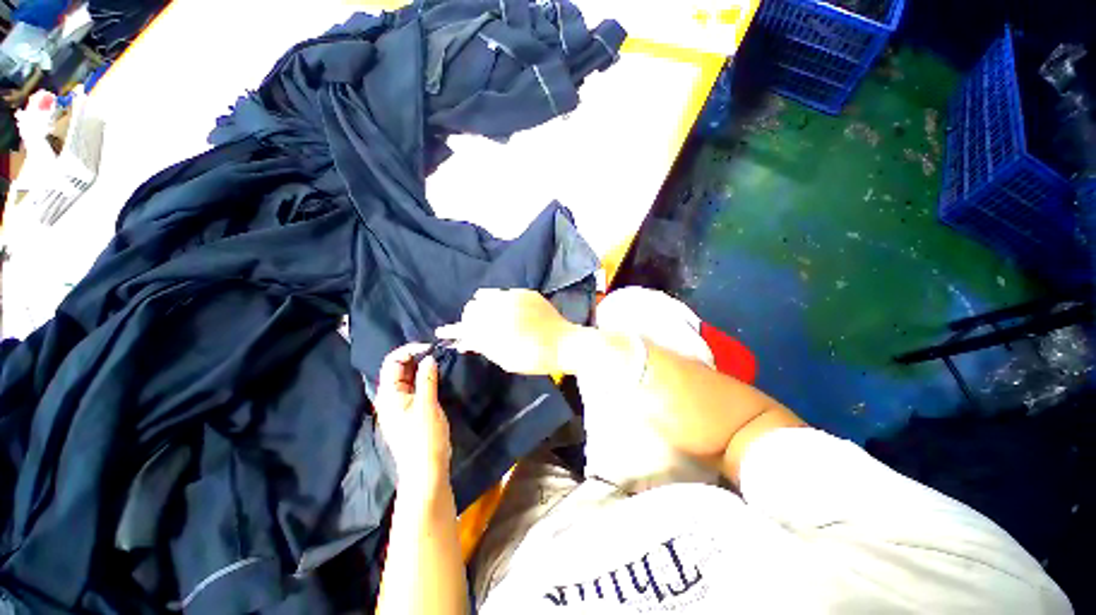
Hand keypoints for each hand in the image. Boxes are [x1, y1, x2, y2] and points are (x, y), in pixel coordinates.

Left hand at [374, 344, 451, 495]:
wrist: (426, 469)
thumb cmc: (424, 437)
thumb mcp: (427, 405)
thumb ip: (427, 379)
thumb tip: (429, 357)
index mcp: (389, 394)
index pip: (392, 362)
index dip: (409, 350)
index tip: (431, 347)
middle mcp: (391, 397)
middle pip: (399, 369)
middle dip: (416, 357)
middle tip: (438, 352)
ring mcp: (401, 405)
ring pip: (408, 378)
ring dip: (422, 367)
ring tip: (440, 361)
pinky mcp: (412, 411)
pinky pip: (416, 388)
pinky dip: (425, 378)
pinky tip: (438, 376)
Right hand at [435, 288, 580, 374]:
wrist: (566, 343)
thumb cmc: (537, 358)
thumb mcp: (508, 359)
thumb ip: (485, 347)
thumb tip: (464, 342)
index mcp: (498, 329)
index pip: (467, 327)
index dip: (455, 331)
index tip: (444, 332)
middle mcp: (504, 308)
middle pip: (472, 309)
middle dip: (469, 320)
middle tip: (473, 330)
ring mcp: (516, 297)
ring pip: (484, 296)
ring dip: (480, 307)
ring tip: (486, 318)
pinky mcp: (526, 293)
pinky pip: (502, 291)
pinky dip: (495, 299)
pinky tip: (499, 307)